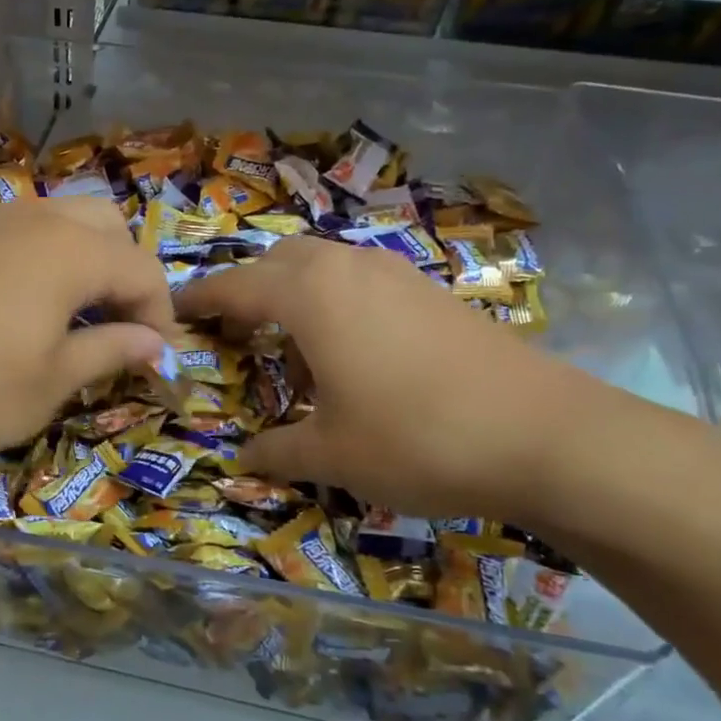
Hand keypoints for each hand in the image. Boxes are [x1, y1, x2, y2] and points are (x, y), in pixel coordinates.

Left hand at [0, 195, 174, 463]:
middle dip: (126, 272)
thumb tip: (154, 343)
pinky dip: (44, 261)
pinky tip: (23, 310)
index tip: (157, 358)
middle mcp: (35, 222)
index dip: (160, 314)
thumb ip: (108, 352)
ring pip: (61, 221)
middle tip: (118, 326)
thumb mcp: (50, 383)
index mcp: (71, 252)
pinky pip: (20, 235)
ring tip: (75, 318)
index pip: (142, 270)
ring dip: (85, 262)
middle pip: (107, 226)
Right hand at [174, 236, 612, 520]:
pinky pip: (361, 281)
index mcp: (310, 297)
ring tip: (290, 347)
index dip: (199, 300)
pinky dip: (335, 302)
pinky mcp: (432, 292)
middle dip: (247, 289)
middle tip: (233, 332)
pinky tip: (351, 352)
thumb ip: (276, 451)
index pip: (235, 287)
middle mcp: (348, 269)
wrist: (545, 436)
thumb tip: (242, 459)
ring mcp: (396, 275)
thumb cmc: (416, 439)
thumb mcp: (331, 454)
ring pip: (324, 265)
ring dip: (294, 293)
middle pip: (279, 261)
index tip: (174, 312)